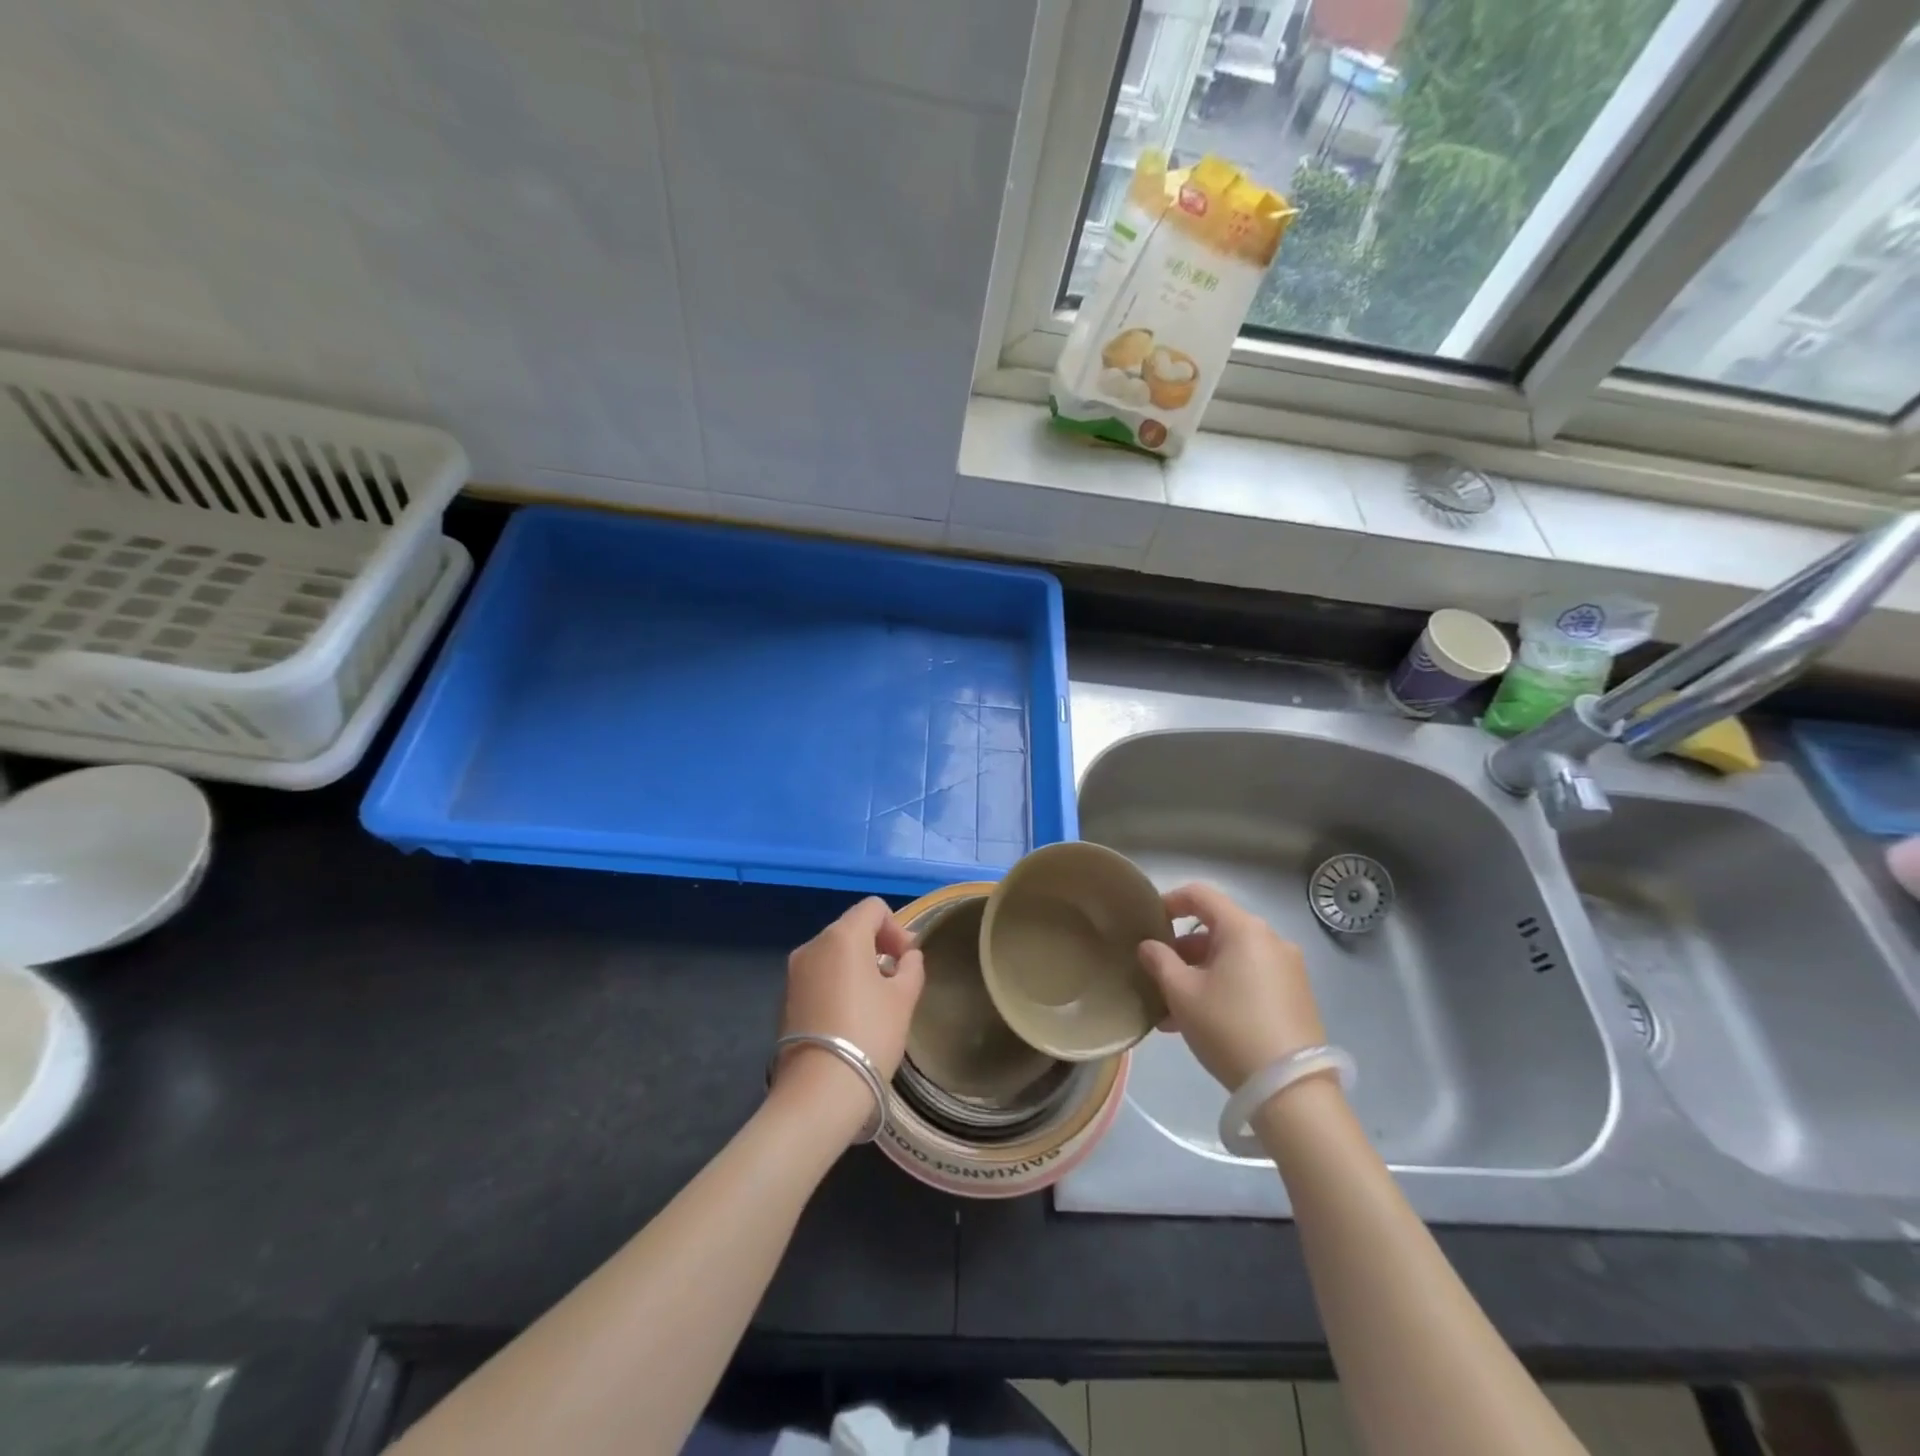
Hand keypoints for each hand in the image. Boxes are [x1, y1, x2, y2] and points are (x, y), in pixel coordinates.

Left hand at [775, 898, 925, 1117]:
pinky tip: (850, 1018)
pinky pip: (818, 977)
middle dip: (877, 946)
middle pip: (851, 928)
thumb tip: (907, 956)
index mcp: (842, 936)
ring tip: (875, 1001)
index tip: (907, 960)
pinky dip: (837, 984)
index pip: (873, 908)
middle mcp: (812, 945)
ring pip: (833, 954)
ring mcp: (794, 973)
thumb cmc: (869, 1034)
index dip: (896, 928)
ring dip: (857, 966)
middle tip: (897, 980)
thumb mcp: (904, 998)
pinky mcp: (785, 999)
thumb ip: (911, 967)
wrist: (819, 1091)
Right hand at [1136, 883, 1325, 1089]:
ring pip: (1231, 958)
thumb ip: (1159, 961)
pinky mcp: (1295, 996)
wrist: (1291, 1090)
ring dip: (1200, 973)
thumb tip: (1149, 946)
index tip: (1148, 922)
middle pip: (1216, 929)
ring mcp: (1287, 968)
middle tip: (1157, 974)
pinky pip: (1249, 978)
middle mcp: (1270, 939)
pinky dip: (1223, 987)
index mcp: (1244, 929)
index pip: (1200, 894)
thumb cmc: (1229, 1028)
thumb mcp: (1182, 994)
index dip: (1170, 901)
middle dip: (1182, 949)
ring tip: (1172, 1009)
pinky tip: (1201, 1021)